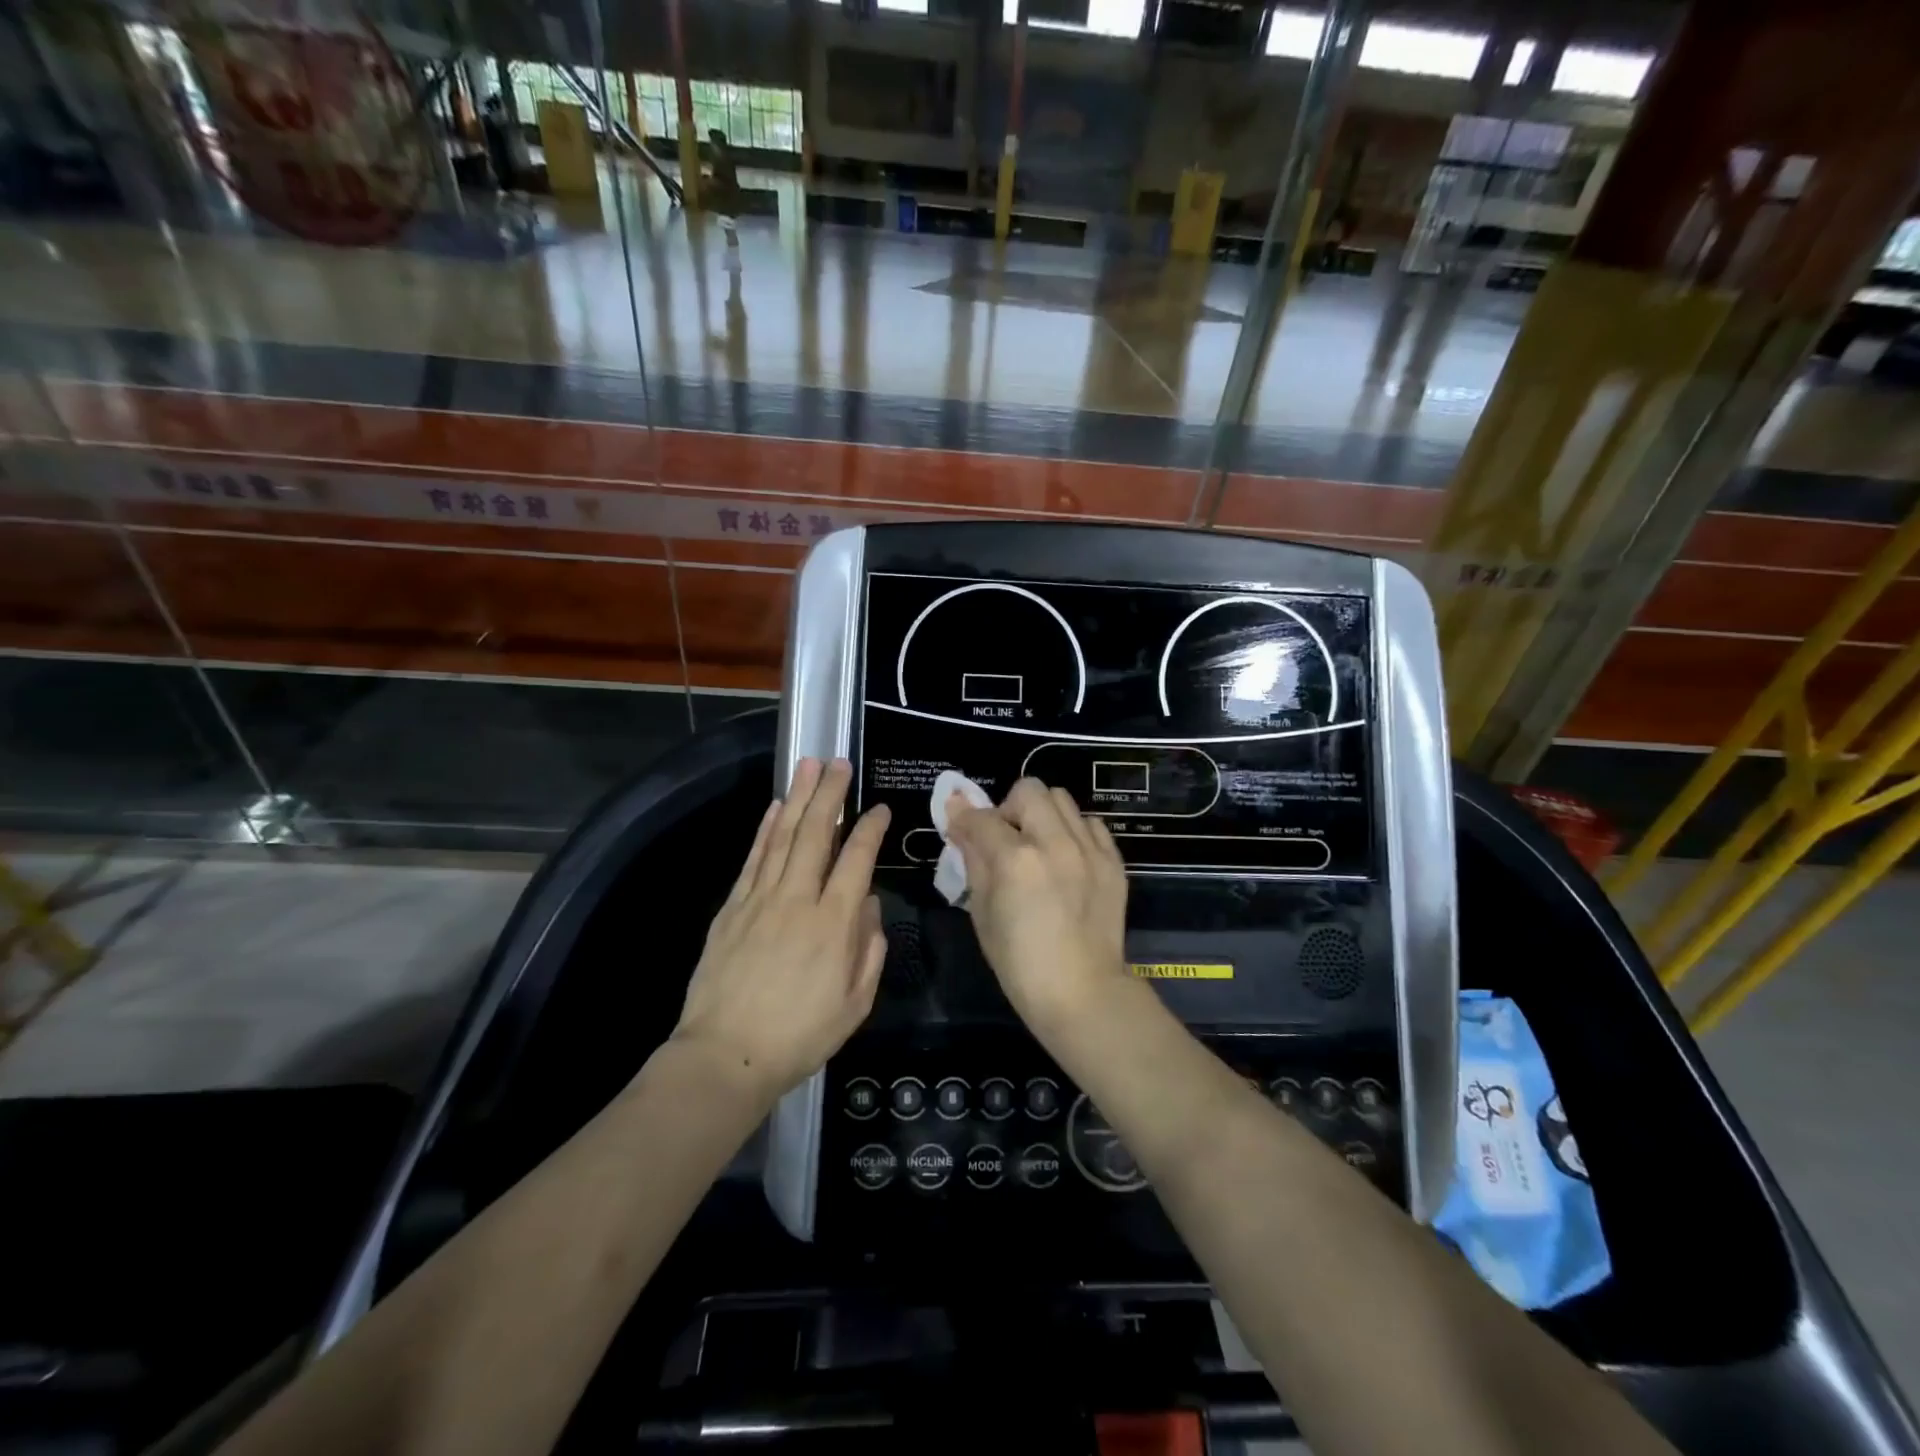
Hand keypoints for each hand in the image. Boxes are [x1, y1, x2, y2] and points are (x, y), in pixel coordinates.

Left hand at [673, 758, 889, 1104]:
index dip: (870, 828)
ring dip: (797, 798)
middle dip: (830, 794)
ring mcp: (760, 899)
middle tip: (838, 762)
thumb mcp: (855, 1003)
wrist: (725, 1055)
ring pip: (783, 836)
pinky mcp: (732, 907)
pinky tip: (775, 808)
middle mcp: (798, 900)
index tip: (879, 808)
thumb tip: (869, 905)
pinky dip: (766, 829)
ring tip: (808, 766)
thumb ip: (870, 949)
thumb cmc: (800, 1035)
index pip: (857, 860)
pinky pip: (754, 858)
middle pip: (817, 834)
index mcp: (834, 924)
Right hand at [944, 778, 1129, 1033]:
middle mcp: (1055, 843)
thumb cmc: (1020, 963)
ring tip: (1038, 845)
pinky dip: (1073, 831)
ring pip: (1062, 799)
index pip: (981, 817)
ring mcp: (1089, 850)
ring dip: (1042, 815)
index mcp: (1016, 860)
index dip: (964, 818)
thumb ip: (972, 860)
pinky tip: (1066, 858)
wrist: (1083, 993)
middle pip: (1029, 790)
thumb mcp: (982, 913)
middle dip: (1008, 807)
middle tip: (1005, 838)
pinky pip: (1090, 824)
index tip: (959, 826)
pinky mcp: (1113, 861)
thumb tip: (959, 821)